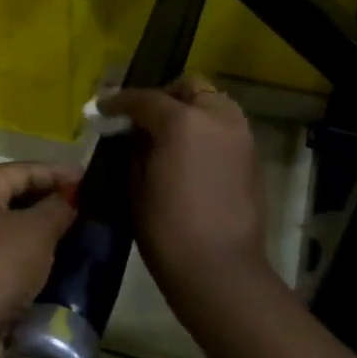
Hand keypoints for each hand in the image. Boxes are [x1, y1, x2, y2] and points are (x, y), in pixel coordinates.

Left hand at [0, 160, 80, 357]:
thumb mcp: (36, 232)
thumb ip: (58, 208)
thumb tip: (70, 197)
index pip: (21, 170)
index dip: (57, 172)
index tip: (89, 179)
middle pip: (11, 199)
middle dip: (48, 203)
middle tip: (86, 208)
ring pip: (6, 234)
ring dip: (38, 235)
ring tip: (75, 237)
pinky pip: (0, 262)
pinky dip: (25, 262)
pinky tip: (52, 269)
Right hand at [98, 76, 268, 295]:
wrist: (220, 269)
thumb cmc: (167, 230)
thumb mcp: (136, 185)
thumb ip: (135, 148)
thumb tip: (135, 133)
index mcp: (182, 121)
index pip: (145, 98)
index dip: (120, 101)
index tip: (103, 108)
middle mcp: (217, 117)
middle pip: (189, 88)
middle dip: (164, 96)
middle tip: (143, 118)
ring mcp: (240, 135)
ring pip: (213, 103)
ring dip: (190, 109)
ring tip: (168, 134)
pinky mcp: (253, 156)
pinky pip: (226, 127)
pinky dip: (207, 129)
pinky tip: (190, 153)